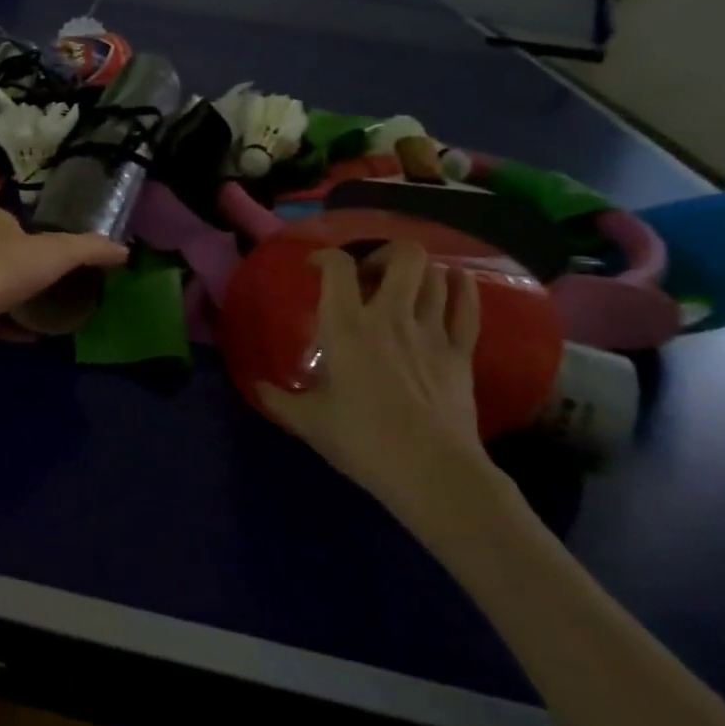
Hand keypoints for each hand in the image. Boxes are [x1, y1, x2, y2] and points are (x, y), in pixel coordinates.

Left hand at [0, 209, 126, 354]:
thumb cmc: (9, 268)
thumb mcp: (59, 251)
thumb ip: (92, 249)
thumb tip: (125, 251)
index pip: (20, 221)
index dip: (42, 233)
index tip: (65, 251)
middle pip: (12, 253)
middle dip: (33, 266)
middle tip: (65, 280)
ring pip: (3, 285)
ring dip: (24, 296)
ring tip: (54, 306)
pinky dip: (15, 324)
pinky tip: (36, 334)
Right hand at [258, 242, 493, 529]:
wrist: (431, 472)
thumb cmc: (362, 441)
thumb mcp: (308, 421)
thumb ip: (278, 399)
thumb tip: (256, 386)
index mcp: (347, 327)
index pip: (338, 267)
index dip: (325, 256)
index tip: (315, 266)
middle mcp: (391, 316)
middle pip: (403, 256)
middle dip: (385, 253)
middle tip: (370, 275)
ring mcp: (432, 331)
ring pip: (436, 276)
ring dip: (419, 273)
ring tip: (405, 286)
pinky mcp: (462, 352)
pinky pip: (468, 306)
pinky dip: (462, 288)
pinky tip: (455, 283)